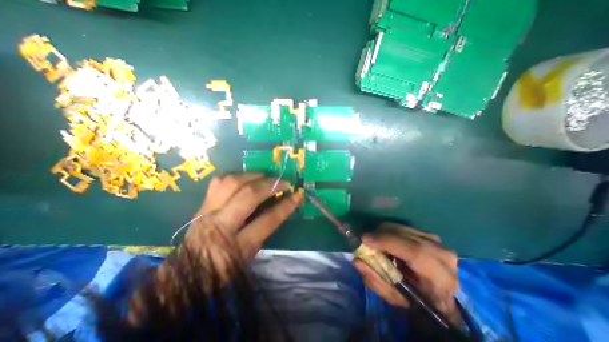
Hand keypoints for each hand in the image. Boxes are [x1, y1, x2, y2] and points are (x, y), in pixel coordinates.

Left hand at [184, 172, 300, 264]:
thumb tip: (281, 205)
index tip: (297, 195)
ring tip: (265, 177)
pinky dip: (236, 176)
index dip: (285, 206)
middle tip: (283, 182)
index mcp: (236, 247)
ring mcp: (207, 212)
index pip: (267, 220)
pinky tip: (246, 178)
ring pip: (231, 182)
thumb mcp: (249, 255)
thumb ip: (264, 230)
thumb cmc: (222, 270)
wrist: (184, 274)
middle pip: (248, 196)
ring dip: (253, 176)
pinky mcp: (201, 204)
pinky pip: (219, 181)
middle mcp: (220, 226)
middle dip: (270, 185)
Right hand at [356, 224, 458, 324]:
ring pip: (401, 227)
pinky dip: (390, 231)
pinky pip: (403, 226)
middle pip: (405, 234)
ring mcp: (436, 240)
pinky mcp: (428, 233)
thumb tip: (356, 259)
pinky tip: (386, 240)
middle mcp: (442, 254)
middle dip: (380, 235)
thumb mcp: (394, 297)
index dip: (387, 242)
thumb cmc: (416, 300)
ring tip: (376, 242)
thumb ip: (375, 279)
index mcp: (440, 277)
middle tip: (366, 241)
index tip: (365, 239)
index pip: (414, 251)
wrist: (439, 295)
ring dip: (384, 232)